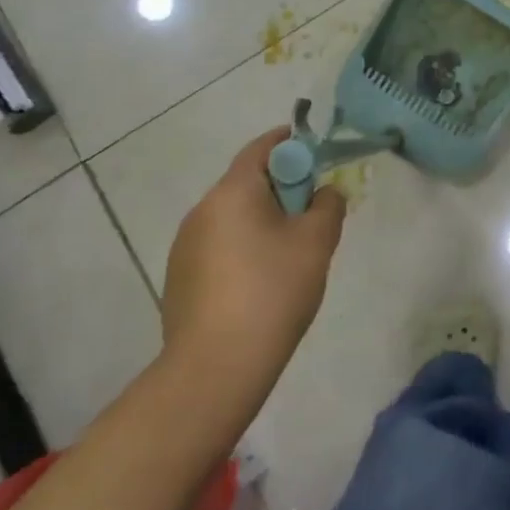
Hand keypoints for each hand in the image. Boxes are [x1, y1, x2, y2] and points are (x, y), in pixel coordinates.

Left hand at [161, 128, 345, 414]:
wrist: (216, 367)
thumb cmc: (273, 290)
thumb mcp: (317, 241)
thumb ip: (328, 204)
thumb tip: (325, 192)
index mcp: (232, 192)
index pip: (262, 148)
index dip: (292, 142)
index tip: (319, 152)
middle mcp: (202, 211)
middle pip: (248, 183)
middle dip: (284, 188)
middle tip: (316, 211)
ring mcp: (185, 247)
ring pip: (234, 217)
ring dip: (264, 220)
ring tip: (293, 253)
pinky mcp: (181, 278)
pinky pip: (221, 246)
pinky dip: (246, 247)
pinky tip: (264, 282)